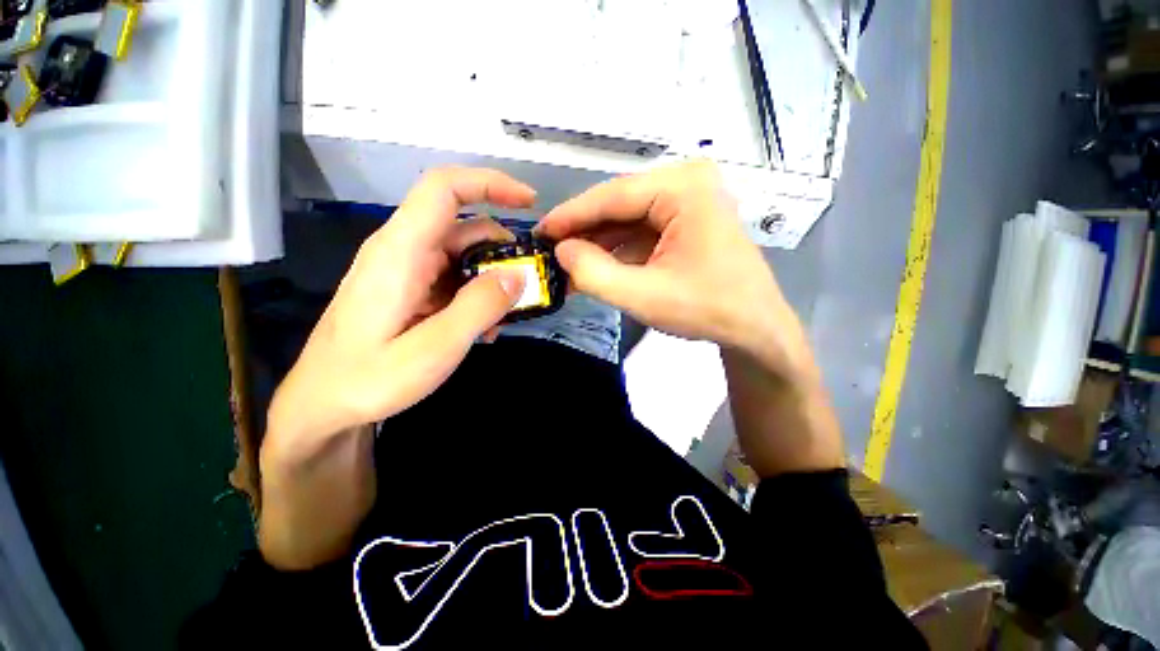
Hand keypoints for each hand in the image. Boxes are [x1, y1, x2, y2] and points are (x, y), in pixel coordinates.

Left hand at [265, 168, 532, 463]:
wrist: (323, 404)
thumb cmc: (368, 380)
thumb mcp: (433, 350)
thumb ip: (478, 308)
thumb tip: (518, 275)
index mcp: (400, 252)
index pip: (444, 189)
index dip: (490, 183)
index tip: (531, 202)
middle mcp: (403, 250)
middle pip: (464, 225)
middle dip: (503, 251)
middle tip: (528, 286)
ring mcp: (407, 269)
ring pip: (464, 254)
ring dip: (493, 279)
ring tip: (504, 317)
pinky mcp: (412, 287)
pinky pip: (455, 277)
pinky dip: (478, 294)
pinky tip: (483, 327)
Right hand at [536, 160, 803, 374]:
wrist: (755, 328)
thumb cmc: (707, 310)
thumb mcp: (643, 296)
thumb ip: (594, 273)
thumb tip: (561, 251)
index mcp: (683, 188)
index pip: (613, 196)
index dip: (571, 215)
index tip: (540, 232)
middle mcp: (686, 184)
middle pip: (619, 205)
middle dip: (584, 233)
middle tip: (550, 253)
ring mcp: (688, 202)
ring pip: (627, 220)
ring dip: (598, 245)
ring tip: (567, 267)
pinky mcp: (685, 223)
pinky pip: (640, 232)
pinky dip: (617, 252)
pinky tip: (595, 268)